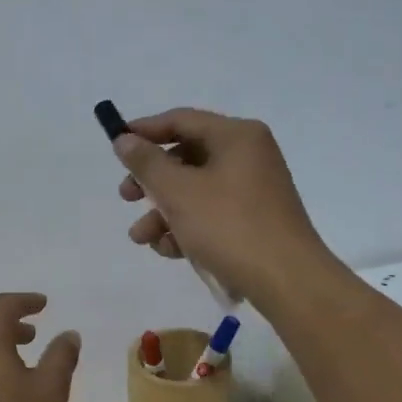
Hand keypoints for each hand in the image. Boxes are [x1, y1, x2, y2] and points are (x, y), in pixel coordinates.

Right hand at [112, 107, 334, 308]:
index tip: (115, 146)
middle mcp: (248, 155)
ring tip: (142, 237)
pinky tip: (169, 250)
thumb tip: (124, 139)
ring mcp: (254, 189)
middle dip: (151, 181)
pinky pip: (212, 213)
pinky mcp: (255, 220)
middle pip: (186, 157)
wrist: (287, 281)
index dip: (144, 131)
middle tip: (126, 197)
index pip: (181, 120)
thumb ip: (146, 163)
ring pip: (195, 190)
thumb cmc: (230, 226)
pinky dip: (187, 227)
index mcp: (237, 136)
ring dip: (163, 211)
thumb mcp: (178, 192)